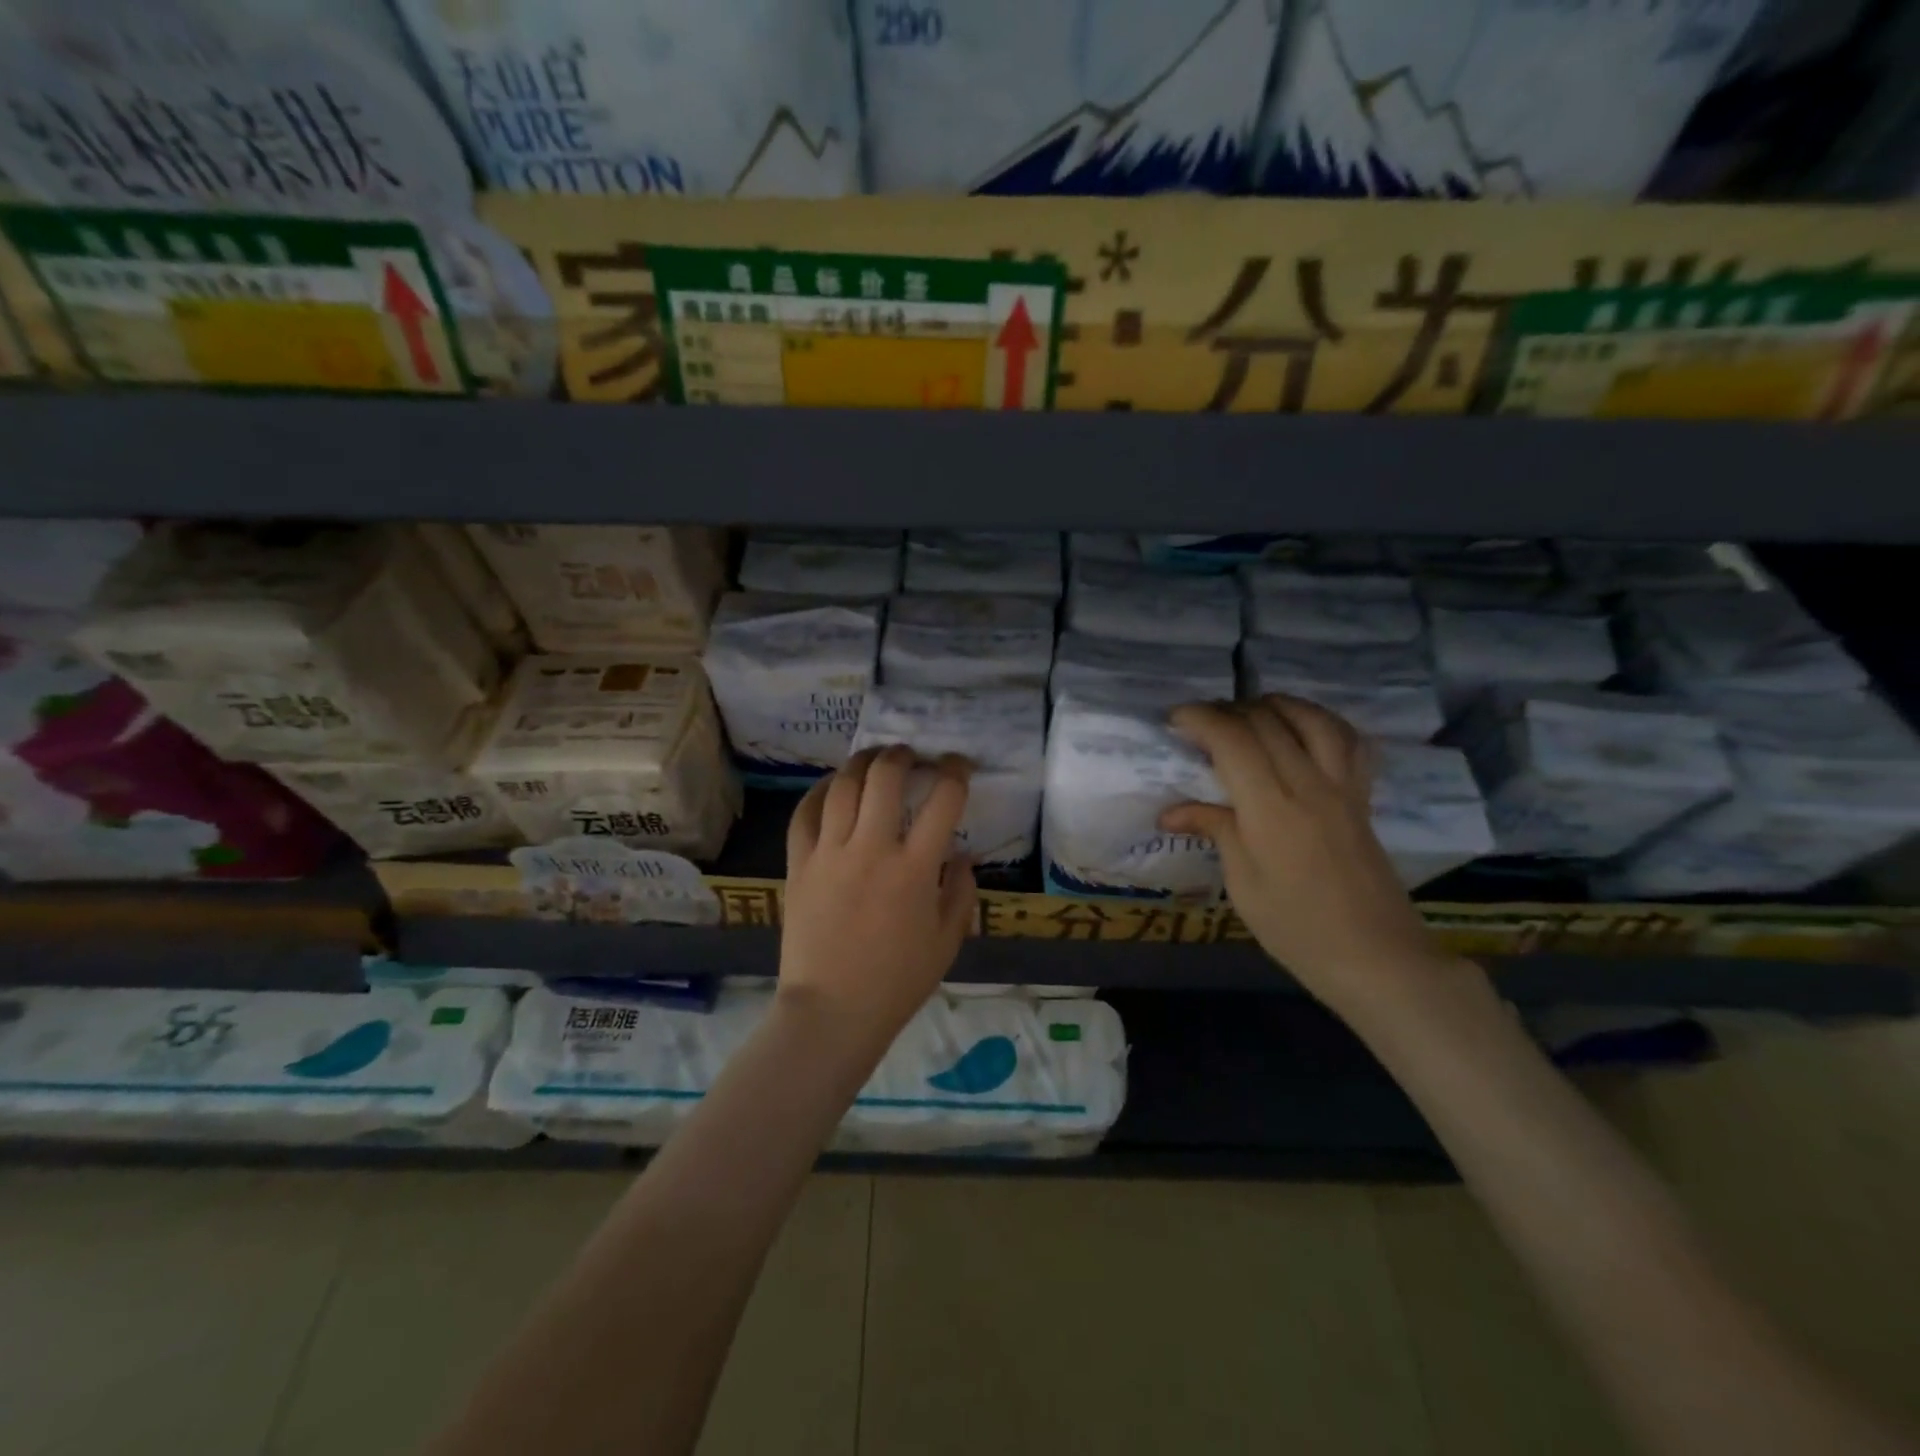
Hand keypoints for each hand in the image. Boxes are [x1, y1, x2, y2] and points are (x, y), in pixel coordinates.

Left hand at [780, 745, 977, 1048]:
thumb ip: (962, 892)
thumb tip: (962, 856)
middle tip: (910, 755)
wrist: (831, 1012)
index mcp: (915, 869)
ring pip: (843, 786)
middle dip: (902, 755)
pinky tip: (832, 786)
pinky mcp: (799, 865)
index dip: (956, 771)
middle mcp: (871, 849)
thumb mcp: (947, 941)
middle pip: (885, 776)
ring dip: (862, 763)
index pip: (943, 799)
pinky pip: (805, 814)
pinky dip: (820, 791)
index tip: (959, 765)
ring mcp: (829, 854)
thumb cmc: (897, 982)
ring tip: (873, 759)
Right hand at [1159, 696, 1455, 1017]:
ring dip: (1275, 705)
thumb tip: (1170, 812)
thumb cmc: (1296, 928)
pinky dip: (1322, 722)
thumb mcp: (1243, 883)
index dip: (1200, 719)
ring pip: (1312, 719)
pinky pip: (1349, 742)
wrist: (1375, 957)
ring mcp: (1342, 788)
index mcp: (1271, 809)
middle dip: (1227, 711)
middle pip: (1267, 722)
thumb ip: (1215, 830)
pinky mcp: (1362, 798)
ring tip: (1249, 713)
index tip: (1174, 720)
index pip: (1233, 740)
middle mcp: (1309, 785)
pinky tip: (1304, 729)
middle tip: (1199, 724)